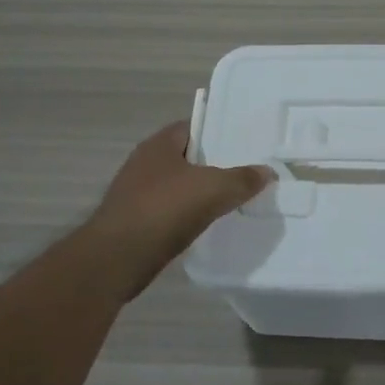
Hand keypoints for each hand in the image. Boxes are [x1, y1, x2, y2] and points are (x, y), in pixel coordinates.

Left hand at [80, 122, 272, 298]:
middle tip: (245, 172)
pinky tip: (207, 224)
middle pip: (187, 157)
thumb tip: (267, 171)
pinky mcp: (136, 220)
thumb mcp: (214, 189)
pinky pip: (170, 211)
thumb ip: (243, 179)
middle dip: (213, 164)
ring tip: (232, 199)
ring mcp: (137, 193)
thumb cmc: (164, 210)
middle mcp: (144, 163)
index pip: (192, 127)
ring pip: (178, 186)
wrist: (118, 257)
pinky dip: (188, 215)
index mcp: (158, 144)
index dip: (218, 132)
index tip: (243, 144)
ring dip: (200, 192)